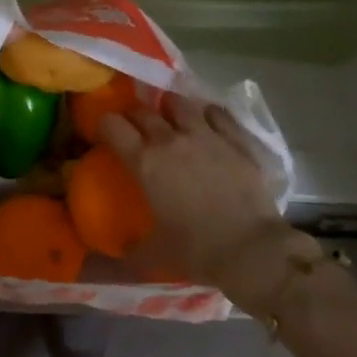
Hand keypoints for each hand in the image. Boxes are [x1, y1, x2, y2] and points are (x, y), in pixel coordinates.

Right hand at [99, 94, 285, 292]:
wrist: (252, 249)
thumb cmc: (197, 250)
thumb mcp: (155, 253)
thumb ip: (132, 249)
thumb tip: (116, 252)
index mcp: (145, 162)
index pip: (113, 126)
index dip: (104, 125)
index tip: (104, 133)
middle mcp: (171, 140)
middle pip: (143, 112)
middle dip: (133, 116)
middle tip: (134, 128)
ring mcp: (206, 135)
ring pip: (180, 103)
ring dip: (170, 107)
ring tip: (170, 116)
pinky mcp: (236, 139)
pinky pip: (217, 113)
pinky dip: (207, 114)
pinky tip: (207, 120)